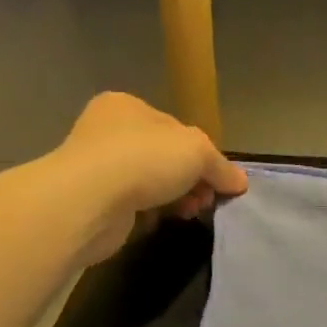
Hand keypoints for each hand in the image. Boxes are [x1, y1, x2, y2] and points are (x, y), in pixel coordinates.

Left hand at [46, 93, 247, 259]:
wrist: (87, 201)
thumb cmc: (144, 159)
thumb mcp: (198, 151)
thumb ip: (222, 166)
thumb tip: (239, 182)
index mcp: (128, 106)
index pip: (177, 129)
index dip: (203, 154)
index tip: (218, 179)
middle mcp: (107, 131)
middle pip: (165, 157)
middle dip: (192, 180)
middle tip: (206, 200)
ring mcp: (96, 166)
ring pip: (151, 183)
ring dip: (175, 198)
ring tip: (188, 212)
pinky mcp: (92, 200)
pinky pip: (133, 205)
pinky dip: (151, 213)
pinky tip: (161, 220)